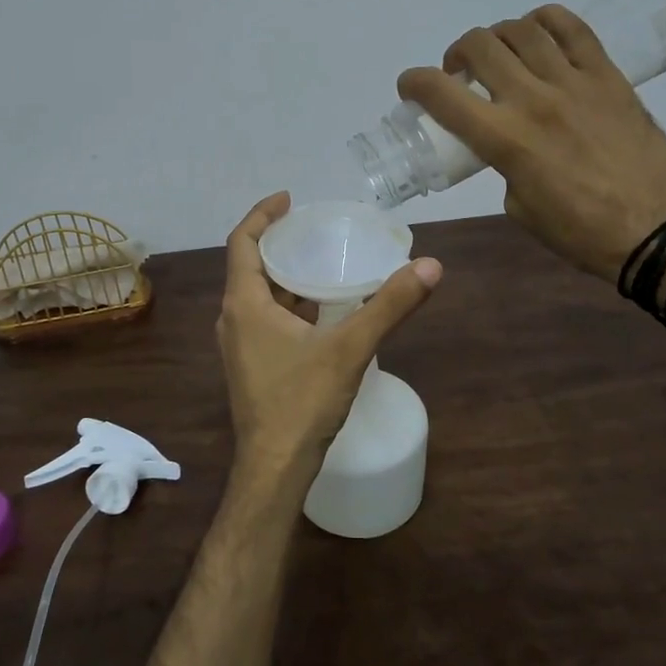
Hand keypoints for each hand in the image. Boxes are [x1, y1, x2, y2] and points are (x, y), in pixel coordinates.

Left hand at [216, 193, 441, 484]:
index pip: (242, 242)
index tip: (288, 198)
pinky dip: (289, 304)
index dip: (262, 214)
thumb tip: (431, 266)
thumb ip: (389, 306)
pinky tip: (321, 310)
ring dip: (285, 276)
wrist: (275, 468)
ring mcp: (240, 345)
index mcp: (244, 304)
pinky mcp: (251, 365)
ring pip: (259, 296)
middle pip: (250, 266)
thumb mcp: (350, 348)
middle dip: (279, 243)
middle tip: (314, 228)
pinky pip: (266, 319)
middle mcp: (234, 319)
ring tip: (322, 261)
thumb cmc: (302, 402)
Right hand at [397, 6, 665, 279]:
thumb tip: (506, 142)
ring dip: (497, 37)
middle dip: (456, 55)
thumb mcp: (519, 207)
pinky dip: (544, 22)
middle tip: (461, 74)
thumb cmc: (581, 232)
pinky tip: (538, 35)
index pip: (442, 94)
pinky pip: (572, 28)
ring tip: (501, 55)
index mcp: (505, 139)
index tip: (410, 87)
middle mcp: (533, 99)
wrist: (657, 229)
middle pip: (479, 46)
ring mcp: (574, 82)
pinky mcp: (608, 75)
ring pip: (521, 30)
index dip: (414, 82)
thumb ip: (503, 164)